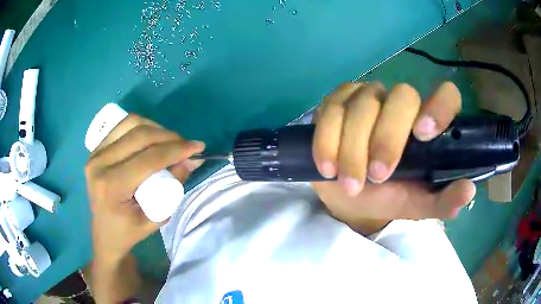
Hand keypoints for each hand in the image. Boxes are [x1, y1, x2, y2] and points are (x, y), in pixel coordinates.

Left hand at [85, 115, 204, 263]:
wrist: (104, 233)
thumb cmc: (129, 232)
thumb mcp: (156, 219)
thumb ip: (173, 188)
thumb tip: (189, 161)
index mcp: (112, 186)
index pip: (148, 159)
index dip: (176, 150)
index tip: (197, 147)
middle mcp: (100, 164)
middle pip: (140, 135)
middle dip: (169, 136)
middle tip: (186, 144)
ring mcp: (95, 153)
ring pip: (131, 123)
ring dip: (156, 128)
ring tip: (170, 140)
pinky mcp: (96, 149)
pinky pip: (122, 126)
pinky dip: (142, 126)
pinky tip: (152, 137)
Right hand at [311, 82, 475, 230]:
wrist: (347, 195)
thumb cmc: (387, 197)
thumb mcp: (416, 204)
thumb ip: (442, 201)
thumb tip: (468, 191)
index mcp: (426, 123)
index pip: (446, 96)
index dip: (439, 106)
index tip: (423, 134)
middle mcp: (400, 102)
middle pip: (401, 97)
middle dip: (387, 138)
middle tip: (377, 176)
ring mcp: (366, 97)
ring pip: (363, 106)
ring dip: (354, 149)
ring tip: (350, 184)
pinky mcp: (336, 102)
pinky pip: (331, 111)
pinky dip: (327, 141)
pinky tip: (328, 167)